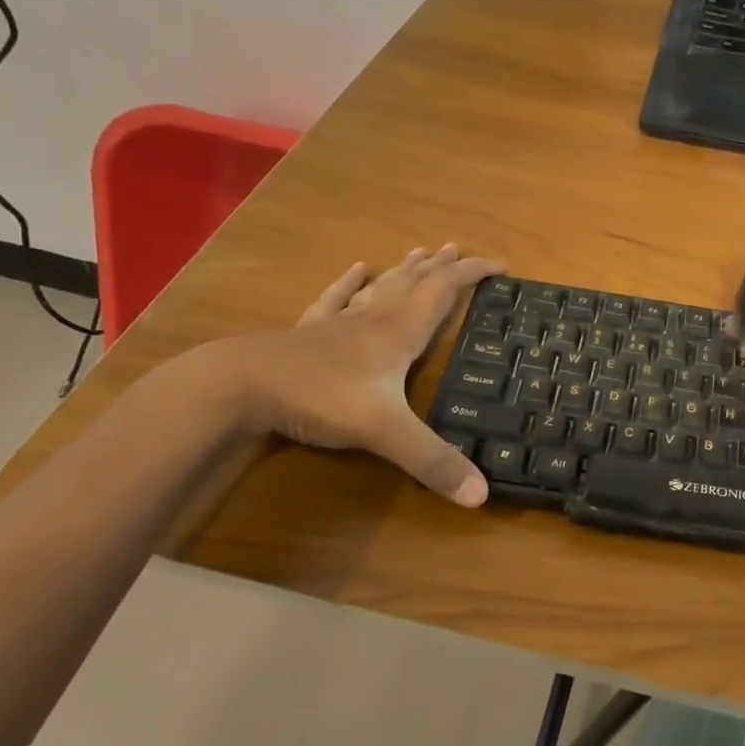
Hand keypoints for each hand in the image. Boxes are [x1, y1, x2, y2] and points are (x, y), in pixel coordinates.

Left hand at [217, 244, 504, 504]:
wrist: (241, 386)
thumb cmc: (321, 398)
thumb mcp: (385, 432)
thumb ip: (432, 461)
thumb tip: (481, 496)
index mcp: (399, 332)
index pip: (445, 291)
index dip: (474, 274)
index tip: (502, 265)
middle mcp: (374, 319)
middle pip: (414, 283)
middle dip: (440, 267)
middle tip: (458, 250)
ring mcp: (339, 323)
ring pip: (380, 288)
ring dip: (404, 270)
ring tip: (420, 252)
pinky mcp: (309, 333)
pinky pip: (336, 300)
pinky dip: (349, 284)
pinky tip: (356, 270)